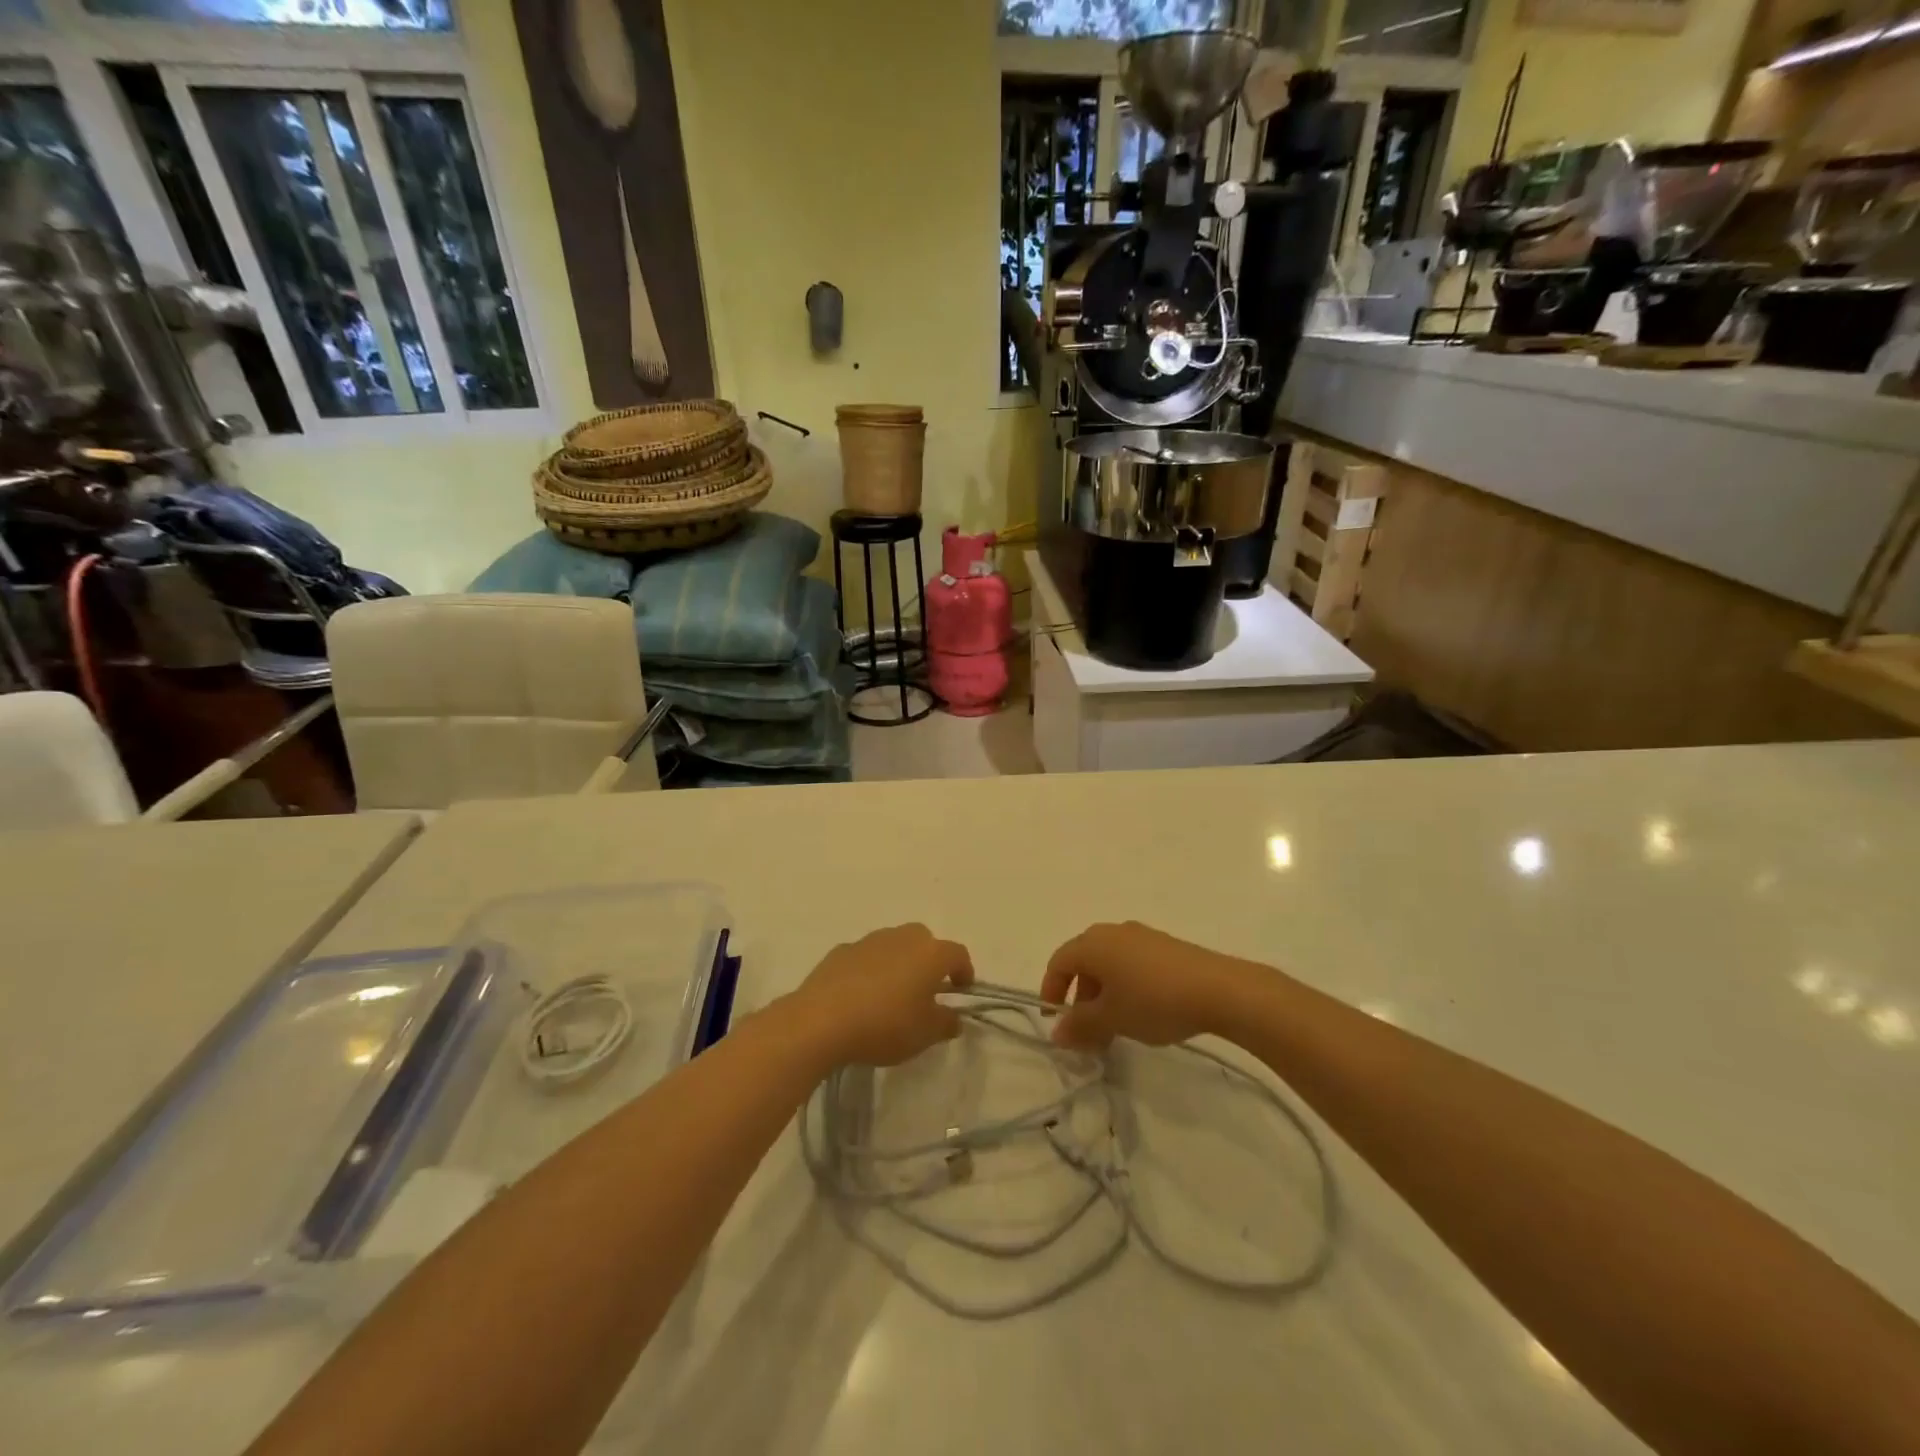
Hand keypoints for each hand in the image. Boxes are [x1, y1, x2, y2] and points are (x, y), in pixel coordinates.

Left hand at [786, 924, 973, 1067]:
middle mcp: (902, 937)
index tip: (961, 991)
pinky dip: (870, 970)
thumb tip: (953, 1017)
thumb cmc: (884, 1025)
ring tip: (891, 994)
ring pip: (893, 945)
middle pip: (925, 941)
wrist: (822, 1020)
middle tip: (925, 990)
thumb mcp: (924, 1035)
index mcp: (930, 953)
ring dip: (898, 963)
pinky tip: (861, 996)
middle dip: (929, 961)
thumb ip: (945, 1023)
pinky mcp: (841, 951)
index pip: (957, 954)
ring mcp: (869, 941)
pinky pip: (866, 957)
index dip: (964, 971)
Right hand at [1042, 922, 1248, 1050]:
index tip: (1055, 1023)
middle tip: (1088, 1031)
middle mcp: (1112, 932)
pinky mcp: (1165, 946)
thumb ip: (1080, 1025)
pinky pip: (1132, 962)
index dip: (1051, 991)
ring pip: (1109, 964)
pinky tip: (1143, 1011)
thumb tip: (1057, 1033)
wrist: (1219, 989)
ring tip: (1116, 1026)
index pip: (1059, 963)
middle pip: (1083, 962)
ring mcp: (1141, 936)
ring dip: (1104, 994)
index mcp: (1093, 943)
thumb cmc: (1153, 1001)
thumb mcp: (1112, 1019)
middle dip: (1080, 997)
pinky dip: (1126, 985)